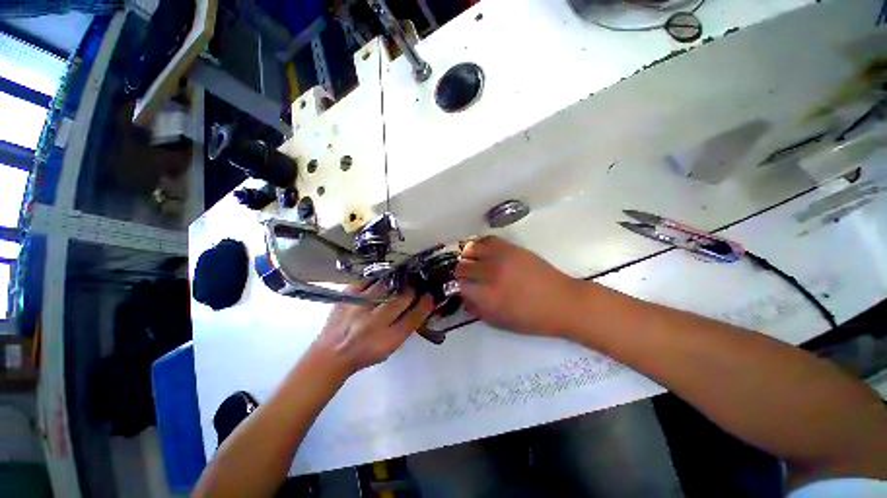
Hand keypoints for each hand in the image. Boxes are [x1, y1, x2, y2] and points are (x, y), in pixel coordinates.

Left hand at [312, 284, 434, 376]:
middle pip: (401, 299)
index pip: (413, 318)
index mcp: (387, 339)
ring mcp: (358, 308)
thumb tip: (419, 308)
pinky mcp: (346, 297)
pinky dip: (377, 279)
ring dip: (397, 282)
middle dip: (412, 290)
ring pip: (385, 286)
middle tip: (415, 285)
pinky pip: (366, 281)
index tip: (430, 296)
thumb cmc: (364, 354)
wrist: (331, 355)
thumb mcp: (390, 348)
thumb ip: (405, 328)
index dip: (425, 305)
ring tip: (402, 279)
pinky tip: (382, 280)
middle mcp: (374, 323)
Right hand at [456, 236, 580, 336]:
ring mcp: (502, 257)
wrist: (563, 302)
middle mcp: (491, 273)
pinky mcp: (512, 247)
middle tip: (467, 277)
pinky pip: (488, 240)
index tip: (462, 289)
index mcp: (488, 296)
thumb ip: (477, 309)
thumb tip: (464, 296)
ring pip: (471, 249)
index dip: (458, 287)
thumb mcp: (500, 322)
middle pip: (462, 266)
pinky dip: (481, 245)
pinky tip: (484, 252)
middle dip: (461, 273)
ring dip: (468, 256)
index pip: (460, 285)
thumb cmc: (532, 318)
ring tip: (473, 262)